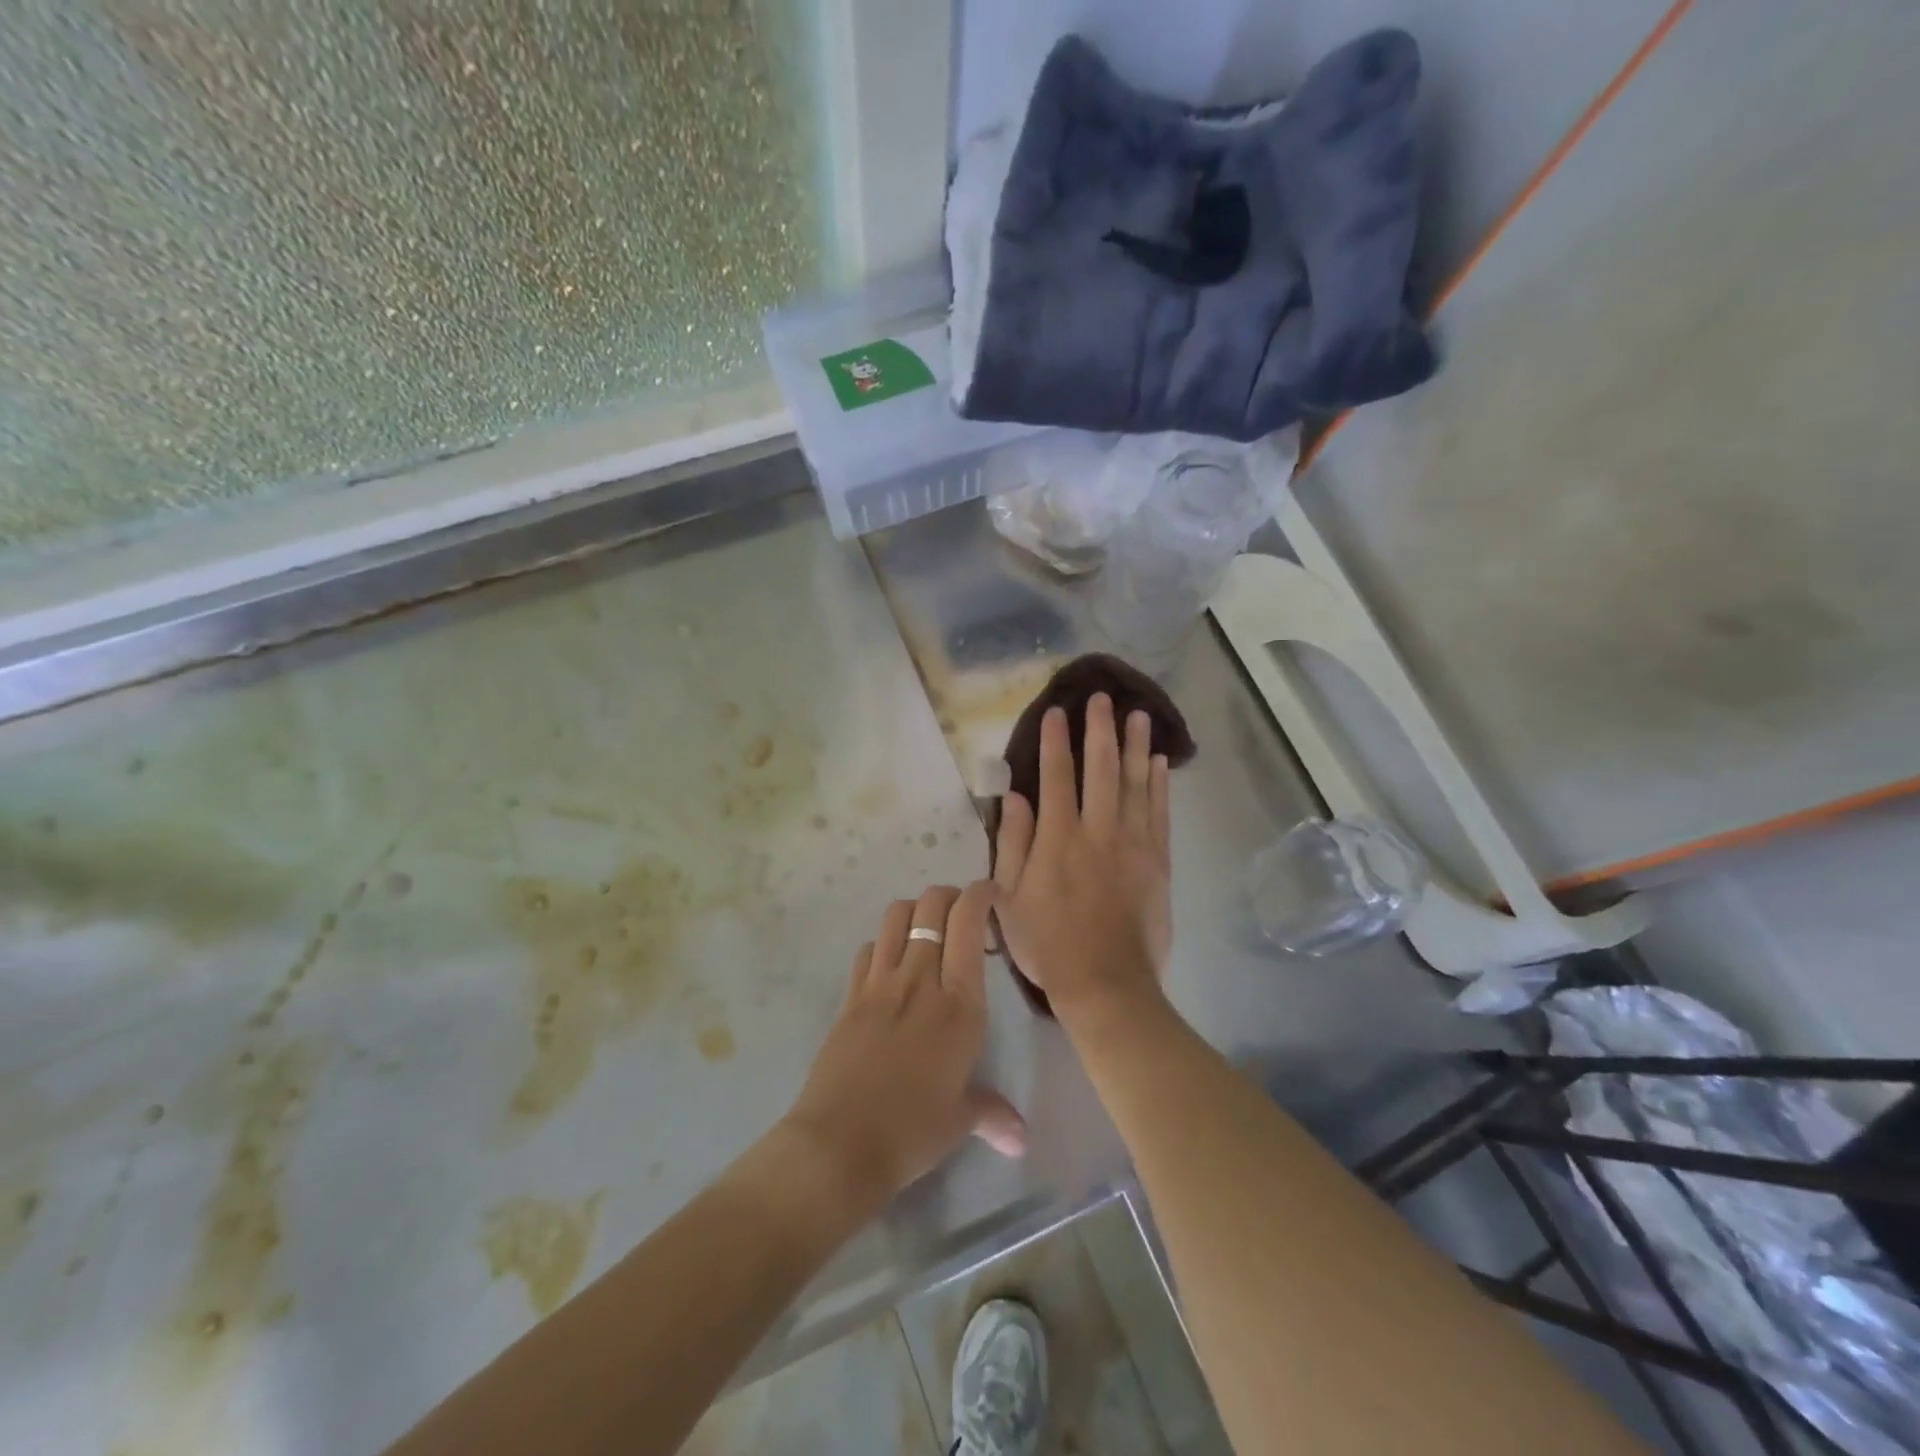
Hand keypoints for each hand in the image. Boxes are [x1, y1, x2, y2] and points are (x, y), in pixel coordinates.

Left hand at [783, 883, 1024, 1210]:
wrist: (840, 1144)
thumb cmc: (913, 1131)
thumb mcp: (961, 1120)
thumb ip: (993, 1114)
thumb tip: (1022, 1140)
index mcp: (958, 1003)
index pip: (968, 923)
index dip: (980, 895)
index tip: (991, 892)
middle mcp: (919, 980)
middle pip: (931, 906)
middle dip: (949, 895)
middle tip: (961, 911)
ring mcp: (879, 984)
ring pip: (895, 916)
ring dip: (914, 909)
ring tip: (926, 927)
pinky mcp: (850, 996)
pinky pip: (868, 949)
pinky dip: (882, 943)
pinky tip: (890, 963)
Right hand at [992, 694, 1171, 1023]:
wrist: (1107, 983)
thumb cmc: (1048, 944)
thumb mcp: (1009, 898)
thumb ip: (1013, 843)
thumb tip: (1014, 797)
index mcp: (1058, 838)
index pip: (1056, 777)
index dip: (1054, 741)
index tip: (1056, 711)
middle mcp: (1098, 830)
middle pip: (1100, 768)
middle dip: (1099, 729)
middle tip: (1102, 698)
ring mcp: (1133, 844)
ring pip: (1135, 783)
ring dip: (1136, 746)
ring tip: (1138, 714)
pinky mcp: (1158, 861)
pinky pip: (1160, 812)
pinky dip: (1159, 784)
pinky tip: (1160, 762)